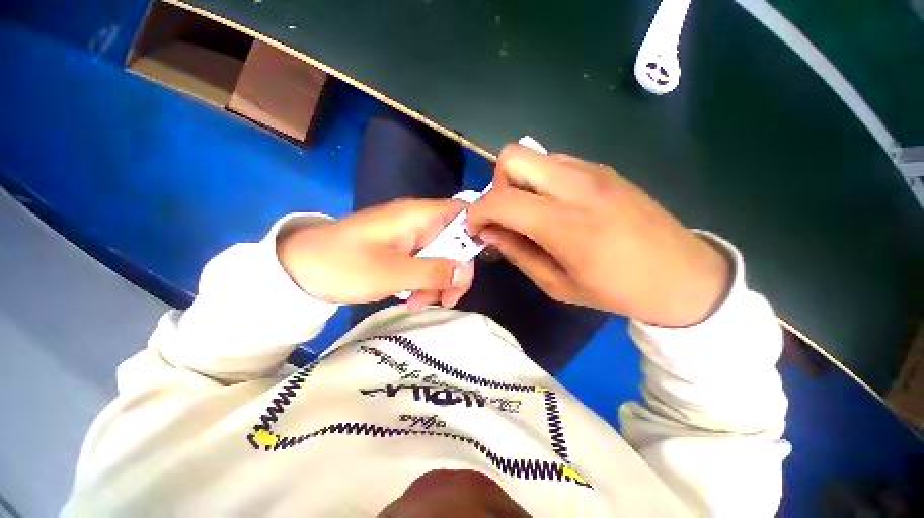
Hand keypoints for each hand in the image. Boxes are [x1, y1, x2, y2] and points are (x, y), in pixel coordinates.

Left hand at [278, 199, 474, 309]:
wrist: (298, 269)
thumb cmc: (344, 265)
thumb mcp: (393, 274)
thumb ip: (433, 272)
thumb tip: (466, 272)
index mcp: (418, 216)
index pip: (462, 213)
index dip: (475, 233)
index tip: (472, 264)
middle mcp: (418, 222)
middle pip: (454, 241)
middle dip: (453, 271)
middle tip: (446, 299)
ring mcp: (408, 236)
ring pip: (439, 256)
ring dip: (436, 281)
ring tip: (419, 304)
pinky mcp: (400, 250)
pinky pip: (422, 263)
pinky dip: (422, 282)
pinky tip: (411, 300)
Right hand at [467, 145, 730, 326]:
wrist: (683, 275)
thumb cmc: (616, 290)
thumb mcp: (557, 284)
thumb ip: (517, 253)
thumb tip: (489, 233)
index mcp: (565, 223)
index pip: (501, 200)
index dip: (477, 212)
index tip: (475, 228)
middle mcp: (577, 185)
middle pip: (512, 157)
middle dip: (496, 185)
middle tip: (505, 215)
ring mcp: (592, 171)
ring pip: (533, 155)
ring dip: (518, 182)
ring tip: (529, 212)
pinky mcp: (603, 168)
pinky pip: (555, 162)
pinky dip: (540, 180)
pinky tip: (553, 206)